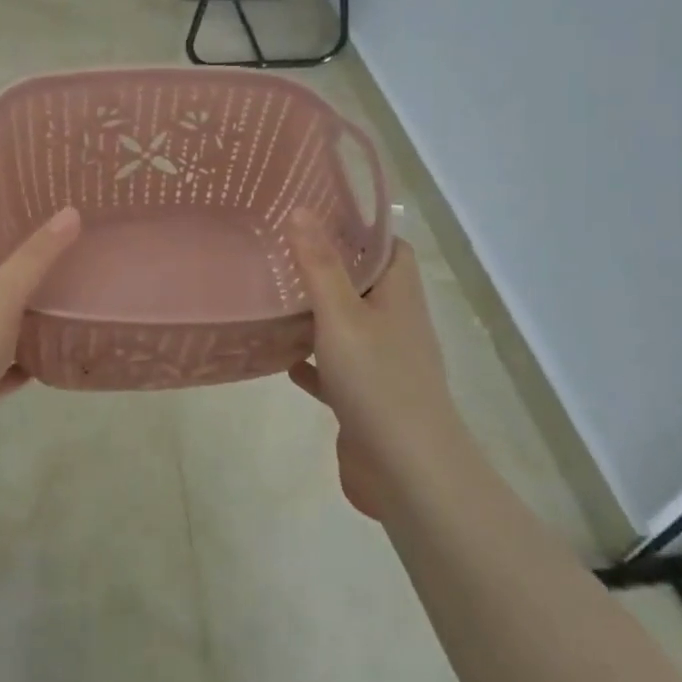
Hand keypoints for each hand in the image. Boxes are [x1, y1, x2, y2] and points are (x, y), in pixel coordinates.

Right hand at [287, 209, 460, 517]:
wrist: (406, 472)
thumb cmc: (377, 381)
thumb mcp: (342, 315)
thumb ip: (319, 265)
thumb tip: (302, 209)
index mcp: (398, 297)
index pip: (389, 249)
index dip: (361, 230)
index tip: (318, 215)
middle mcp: (395, 326)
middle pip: (365, 285)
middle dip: (330, 268)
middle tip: (282, 251)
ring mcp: (381, 365)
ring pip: (347, 327)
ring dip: (317, 315)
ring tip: (275, 296)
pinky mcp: (364, 399)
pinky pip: (334, 370)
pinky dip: (311, 362)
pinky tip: (281, 359)